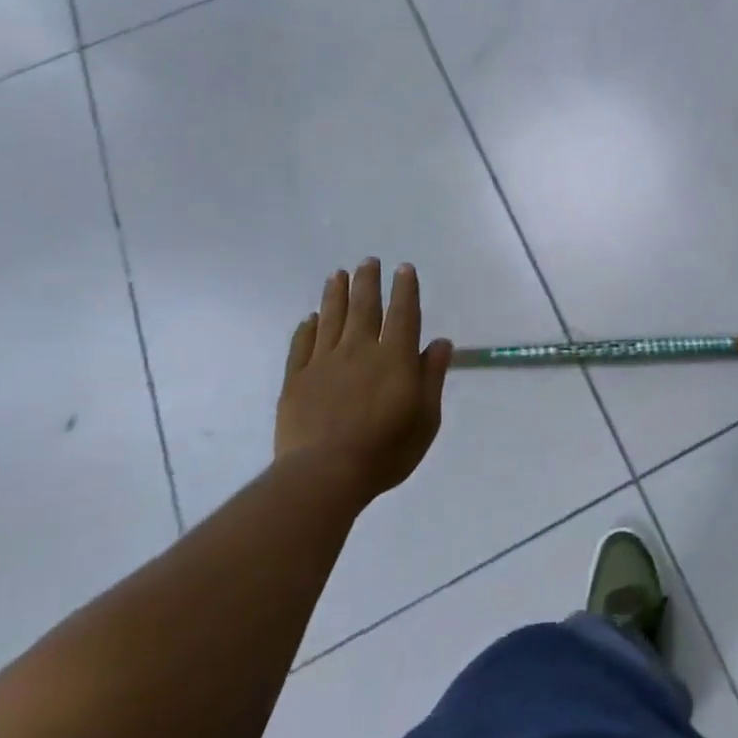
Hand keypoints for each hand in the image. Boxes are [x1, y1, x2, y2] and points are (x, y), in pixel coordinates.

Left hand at [277, 259, 453, 498]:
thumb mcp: (426, 418)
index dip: (405, 289)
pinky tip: (310, 318)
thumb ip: (432, 377)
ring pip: (331, 319)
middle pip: (364, 308)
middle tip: (368, 261)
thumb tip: (441, 342)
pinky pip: (302, 345)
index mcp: (395, 358)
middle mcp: (360, 351)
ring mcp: (324, 363)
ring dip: (335, 294)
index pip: (403, 314)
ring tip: (338, 275)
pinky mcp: (296, 380)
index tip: (403, 268)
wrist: (324, 476)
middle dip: (368, 281)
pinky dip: (307, 328)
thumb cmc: (386, 450)